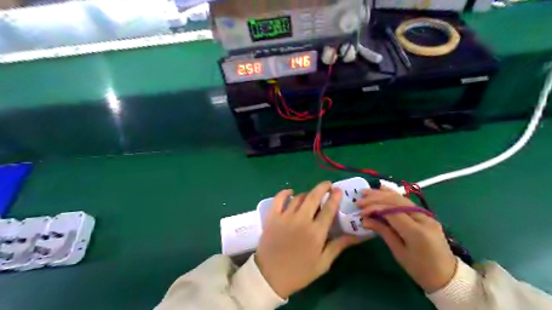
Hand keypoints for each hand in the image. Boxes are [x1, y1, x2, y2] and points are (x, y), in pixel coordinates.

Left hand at [256, 181, 362, 297]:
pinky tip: (290, 192)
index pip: (329, 209)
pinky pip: (279, 199)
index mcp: (316, 232)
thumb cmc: (299, 272)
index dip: (335, 197)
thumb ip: (338, 246)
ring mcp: (285, 217)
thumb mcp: (323, 263)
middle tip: (328, 185)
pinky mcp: (272, 217)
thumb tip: (357, 236)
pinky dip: (285, 192)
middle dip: (323, 187)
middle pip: (314, 197)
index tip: (338, 190)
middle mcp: (301, 220)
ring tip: (311, 195)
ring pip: (298, 197)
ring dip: (307, 193)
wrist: (270, 277)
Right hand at [359, 187, 457, 292]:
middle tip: (360, 200)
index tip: (361, 211)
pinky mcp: (425, 215)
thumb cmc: (420, 269)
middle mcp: (423, 218)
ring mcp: (426, 215)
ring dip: (382, 194)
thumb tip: (365, 220)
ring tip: (366, 192)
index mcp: (416, 231)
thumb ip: (383, 231)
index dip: (375, 208)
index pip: (392, 211)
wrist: (447, 276)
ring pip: (401, 198)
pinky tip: (383, 189)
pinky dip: (393, 195)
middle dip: (376, 198)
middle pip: (396, 201)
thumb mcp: (399, 252)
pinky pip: (406, 202)